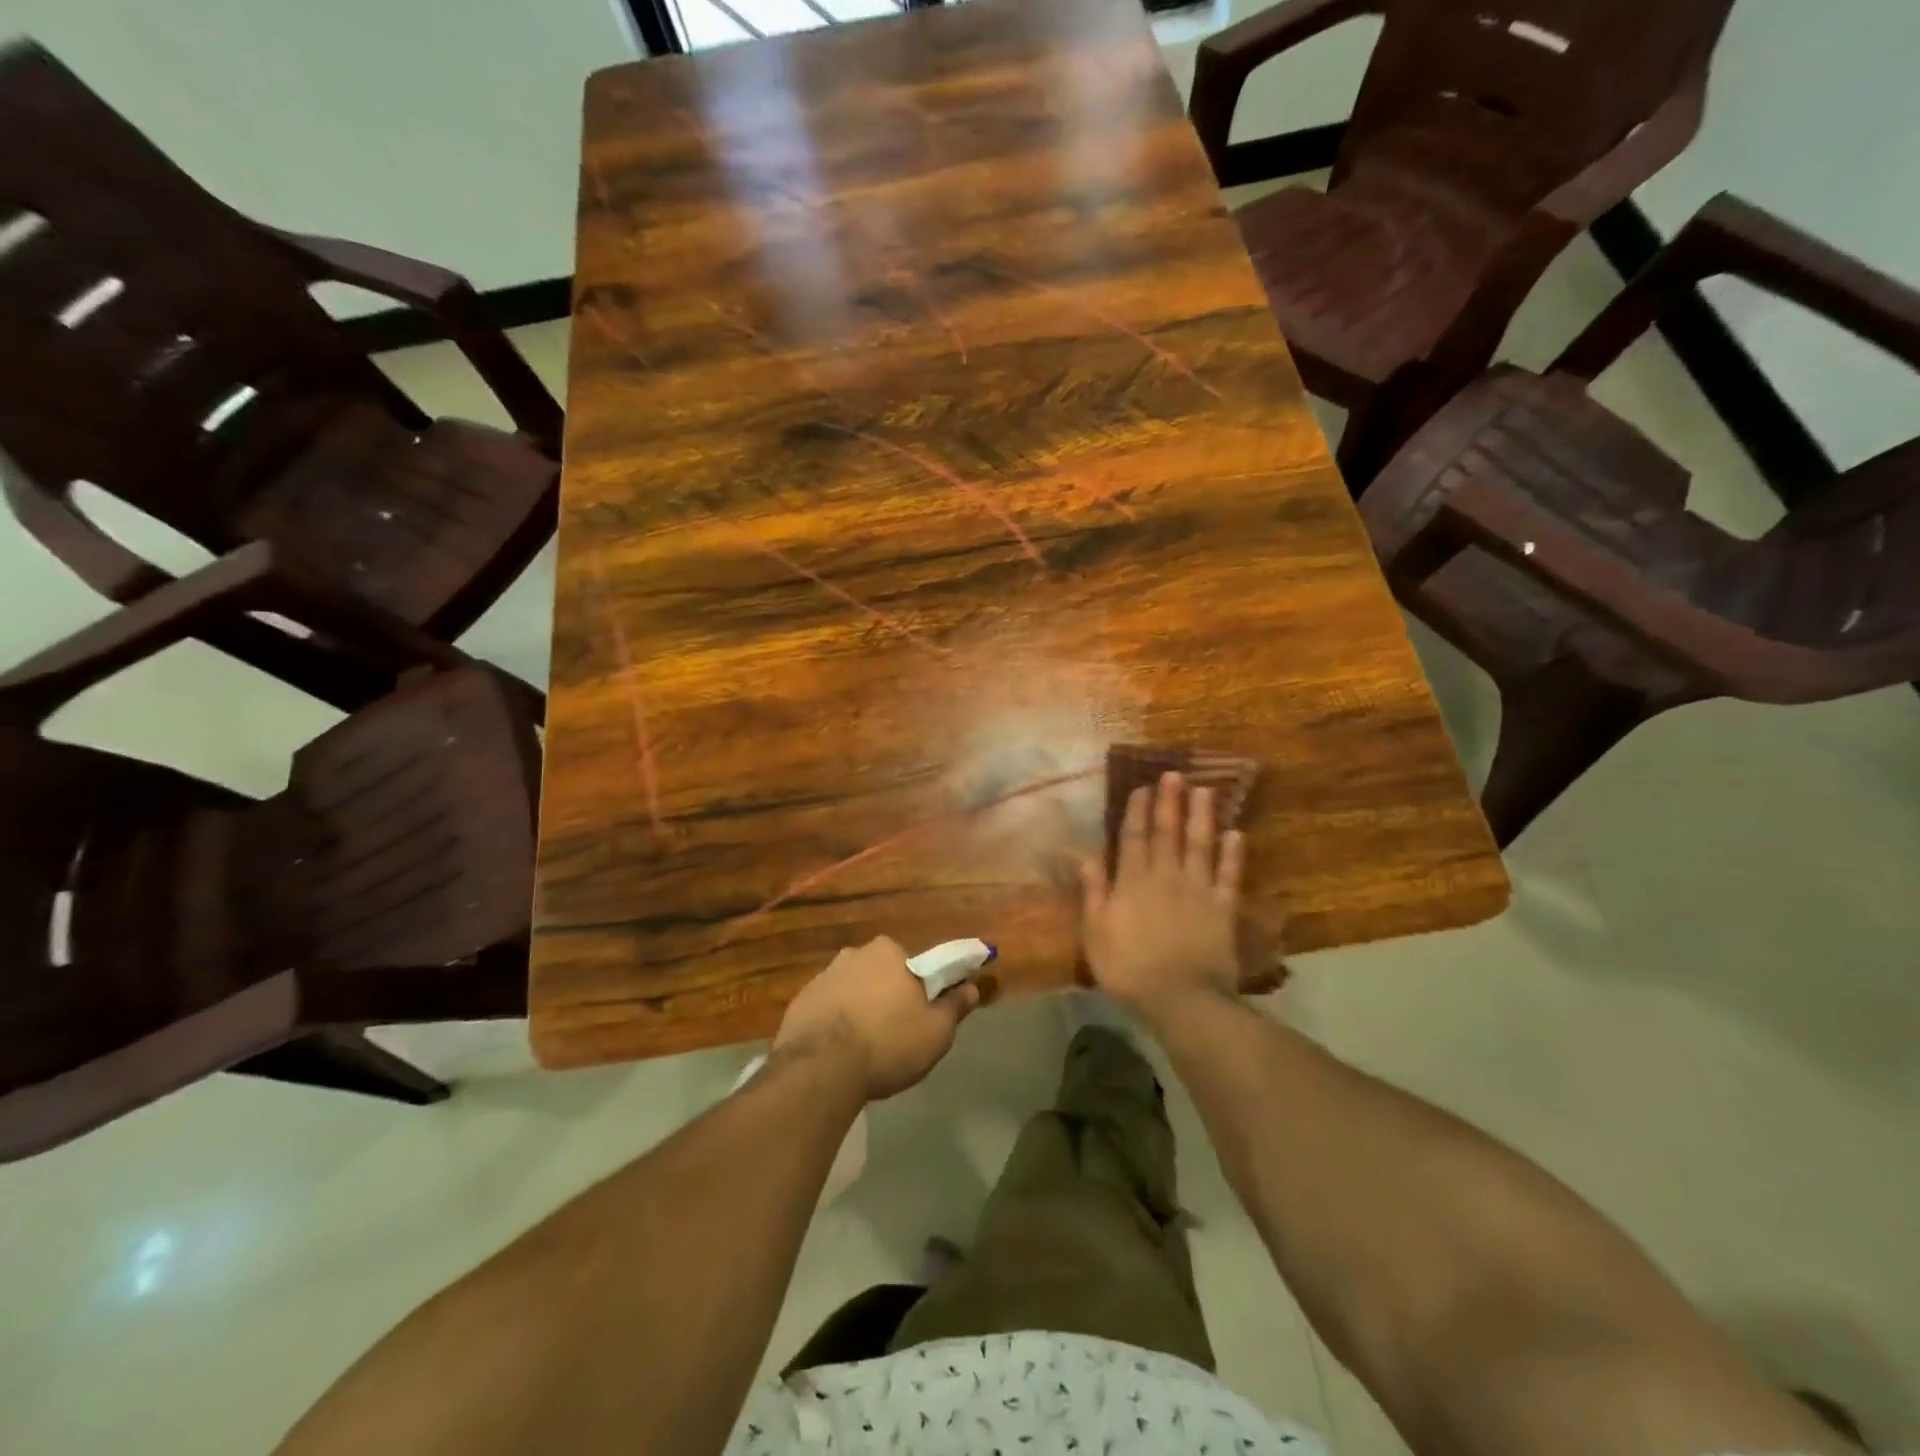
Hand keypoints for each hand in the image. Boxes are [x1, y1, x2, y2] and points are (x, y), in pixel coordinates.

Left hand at [773, 936, 980, 1100]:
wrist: (821, 1068)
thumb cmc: (888, 1043)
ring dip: (858, 1010)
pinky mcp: (799, 1002)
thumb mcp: (936, 1032)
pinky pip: (826, 1010)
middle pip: (879, 975)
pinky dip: (833, 1025)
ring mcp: (822, 977)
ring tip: (864, 1050)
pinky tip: (838, 1054)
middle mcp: (854, 954)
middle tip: (894, 1034)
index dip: (918, 990)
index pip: (911, 965)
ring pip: (851, 991)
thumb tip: (971, 988)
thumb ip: (954, 1007)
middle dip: (886, 997)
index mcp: (889, 952)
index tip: (920, 1016)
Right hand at [1080, 771, 1245, 1014]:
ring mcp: (1197, 889)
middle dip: (1169, 802)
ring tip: (1205, 790)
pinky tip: (1237, 833)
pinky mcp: (1223, 907)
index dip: (1137, 811)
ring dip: (1202, 816)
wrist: (1180, 998)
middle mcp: (1165, 876)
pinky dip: (1233, 854)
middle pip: (1167, 833)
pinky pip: (1229, 875)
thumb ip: (1094, 893)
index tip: (1141, 787)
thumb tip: (1088, 857)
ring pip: (1200, 844)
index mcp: (1132, 882)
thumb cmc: (1128, 968)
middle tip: (1174, 774)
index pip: (1133, 837)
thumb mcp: (1096, 933)